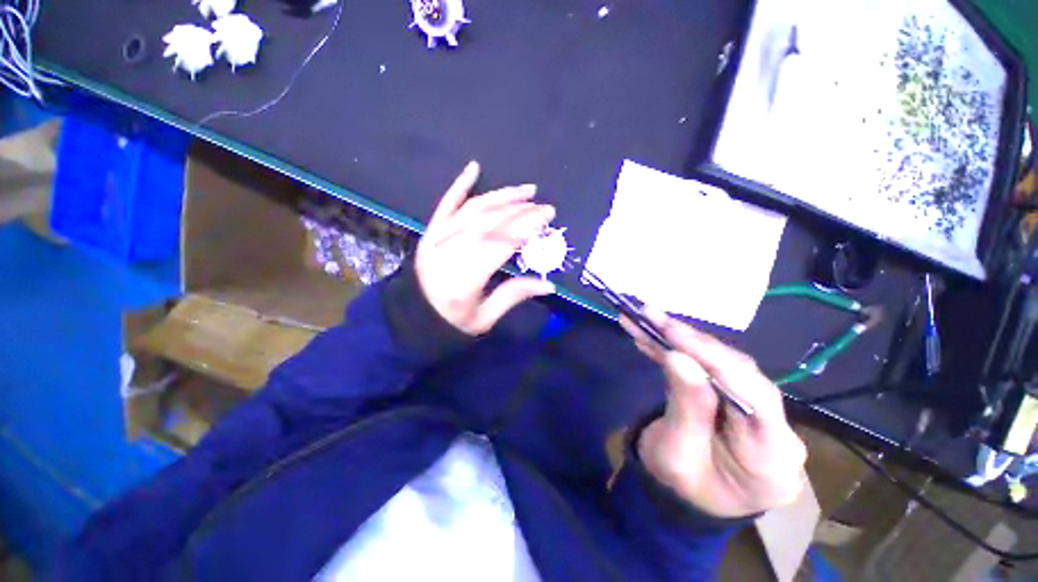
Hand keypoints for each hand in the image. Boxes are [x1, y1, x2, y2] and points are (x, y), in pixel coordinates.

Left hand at [416, 162, 555, 335]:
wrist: (410, 318)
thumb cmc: (450, 323)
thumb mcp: (484, 318)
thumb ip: (514, 296)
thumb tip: (549, 284)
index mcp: (465, 278)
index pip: (501, 242)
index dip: (527, 226)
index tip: (548, 216)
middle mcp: (450, 251)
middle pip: (490, 222)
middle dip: (521, 210)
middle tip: (544, 206)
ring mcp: (437, 238)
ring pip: (474, 209)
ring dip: (502, 196)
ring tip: (526, 191)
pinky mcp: (430, 231)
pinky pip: (446, 203)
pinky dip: (460, 184)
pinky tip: (474, 168)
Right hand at [621, 311, 806, 517]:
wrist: (683, 501)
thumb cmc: (679, 488)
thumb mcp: (676, 455)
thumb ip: (686, 407)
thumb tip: (678, 356)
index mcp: (773, 459)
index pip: (753, 395)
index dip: (712, 358)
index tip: (672, 332)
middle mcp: (776, 429)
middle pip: (738, 372)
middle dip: (691, 341)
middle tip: (652, 316)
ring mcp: (758, 411)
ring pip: (722, 363)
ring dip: (681, 339)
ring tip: (647, 318)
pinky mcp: (736, 398)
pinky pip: (709, 367)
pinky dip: (679, 349)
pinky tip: (653, 336)